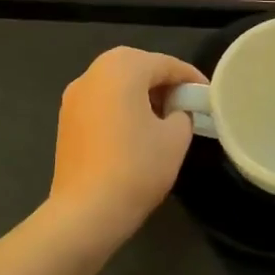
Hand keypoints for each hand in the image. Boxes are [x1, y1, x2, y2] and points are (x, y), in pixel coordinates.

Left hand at [48, 47, 205, 244]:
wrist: (87, 210)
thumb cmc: (137, 167)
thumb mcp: (176, 138)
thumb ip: (182, 114)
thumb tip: (175, 112)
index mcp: (122, 68)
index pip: (166, 64)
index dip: (191, 78)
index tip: (208, 95)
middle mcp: (92, 73)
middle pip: (137, 67)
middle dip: (164, 83)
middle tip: (186, 105)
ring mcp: (74, 97)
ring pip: (116, 84)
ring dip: (141, 95)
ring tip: (164, 119)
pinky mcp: (66, 120)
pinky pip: (101, 103)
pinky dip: (121, 108)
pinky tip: (136, 133)